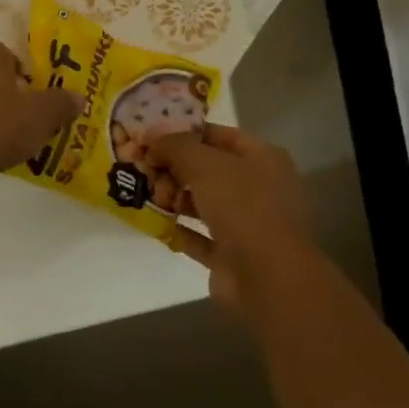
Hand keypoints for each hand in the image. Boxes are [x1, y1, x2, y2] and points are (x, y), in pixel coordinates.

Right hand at [148, 124, 315, 309]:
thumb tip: (151, 137)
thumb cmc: (241, 207)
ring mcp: (245, 222)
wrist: (265, 275)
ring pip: (202, 202)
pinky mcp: (230, 253)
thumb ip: (175, 146)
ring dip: (172, 198)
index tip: (150, 137)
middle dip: (173, 169)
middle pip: (207, 169)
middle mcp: (257, 187)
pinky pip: (197, 235)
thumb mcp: (204, 164)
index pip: (218, 135)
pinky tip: (152, 222)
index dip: (184, 133)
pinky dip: (176, 229)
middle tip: (142, 171)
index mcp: (262, 158)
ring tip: (144, 196)